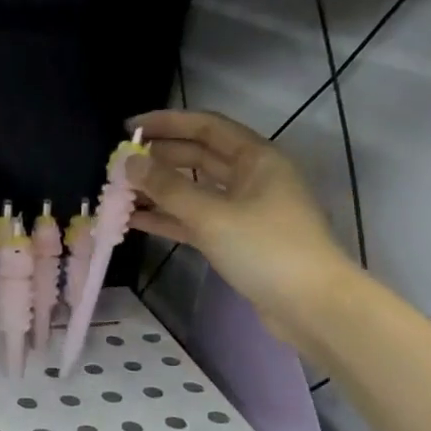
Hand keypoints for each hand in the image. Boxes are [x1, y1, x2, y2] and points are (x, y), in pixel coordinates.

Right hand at [124, 110, 356, 347]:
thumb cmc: (267, 249)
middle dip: (158, 158)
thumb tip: (128, 163)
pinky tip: (135, 220)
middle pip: (197, 157)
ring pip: (193, 191)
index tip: (128, 128)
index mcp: (256, 159)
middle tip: (118, 163)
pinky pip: (195, 220)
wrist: (312, 307)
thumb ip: (166, 187)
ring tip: (119, 192)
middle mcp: (251, 178)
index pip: (205, 127)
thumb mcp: (211, 215)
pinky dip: (168, 218)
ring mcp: (244, 211)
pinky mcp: (236, 240)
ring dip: (159, 190)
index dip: (166, 123)